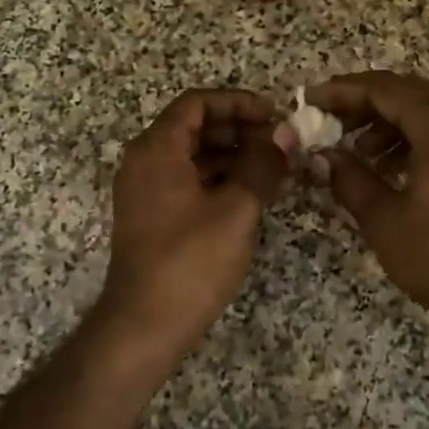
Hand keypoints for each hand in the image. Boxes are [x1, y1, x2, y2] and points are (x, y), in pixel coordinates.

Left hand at [96, 89, 288, 356]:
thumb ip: (261, 165)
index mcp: (157, 149)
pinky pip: (186, 180)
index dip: (237, 102)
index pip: (197, 103)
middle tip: (278, 142)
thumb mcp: (236, 210)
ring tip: (272, 167)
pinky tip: (249, 192)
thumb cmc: (190, 262)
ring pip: (191, 154)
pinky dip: (217, 177)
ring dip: (231, 154)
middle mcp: (144, 161)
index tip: (273, 115)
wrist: (144, 325)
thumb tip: (285, 134)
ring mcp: (144, 190)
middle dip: (238, 128)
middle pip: (193, 126)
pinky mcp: (151, 215)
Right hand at [300, 71, 428, 341]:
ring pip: (428, 112)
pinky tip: (391, 166)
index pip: (384, 90)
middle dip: (364, 102)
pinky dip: (413, 138)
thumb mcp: (386, 221)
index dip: (343, 90)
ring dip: (388, 121)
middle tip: (330, 120)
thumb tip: (326, 155)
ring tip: (357, 149)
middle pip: (408, 93)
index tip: (311, 100)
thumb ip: (350, 179)